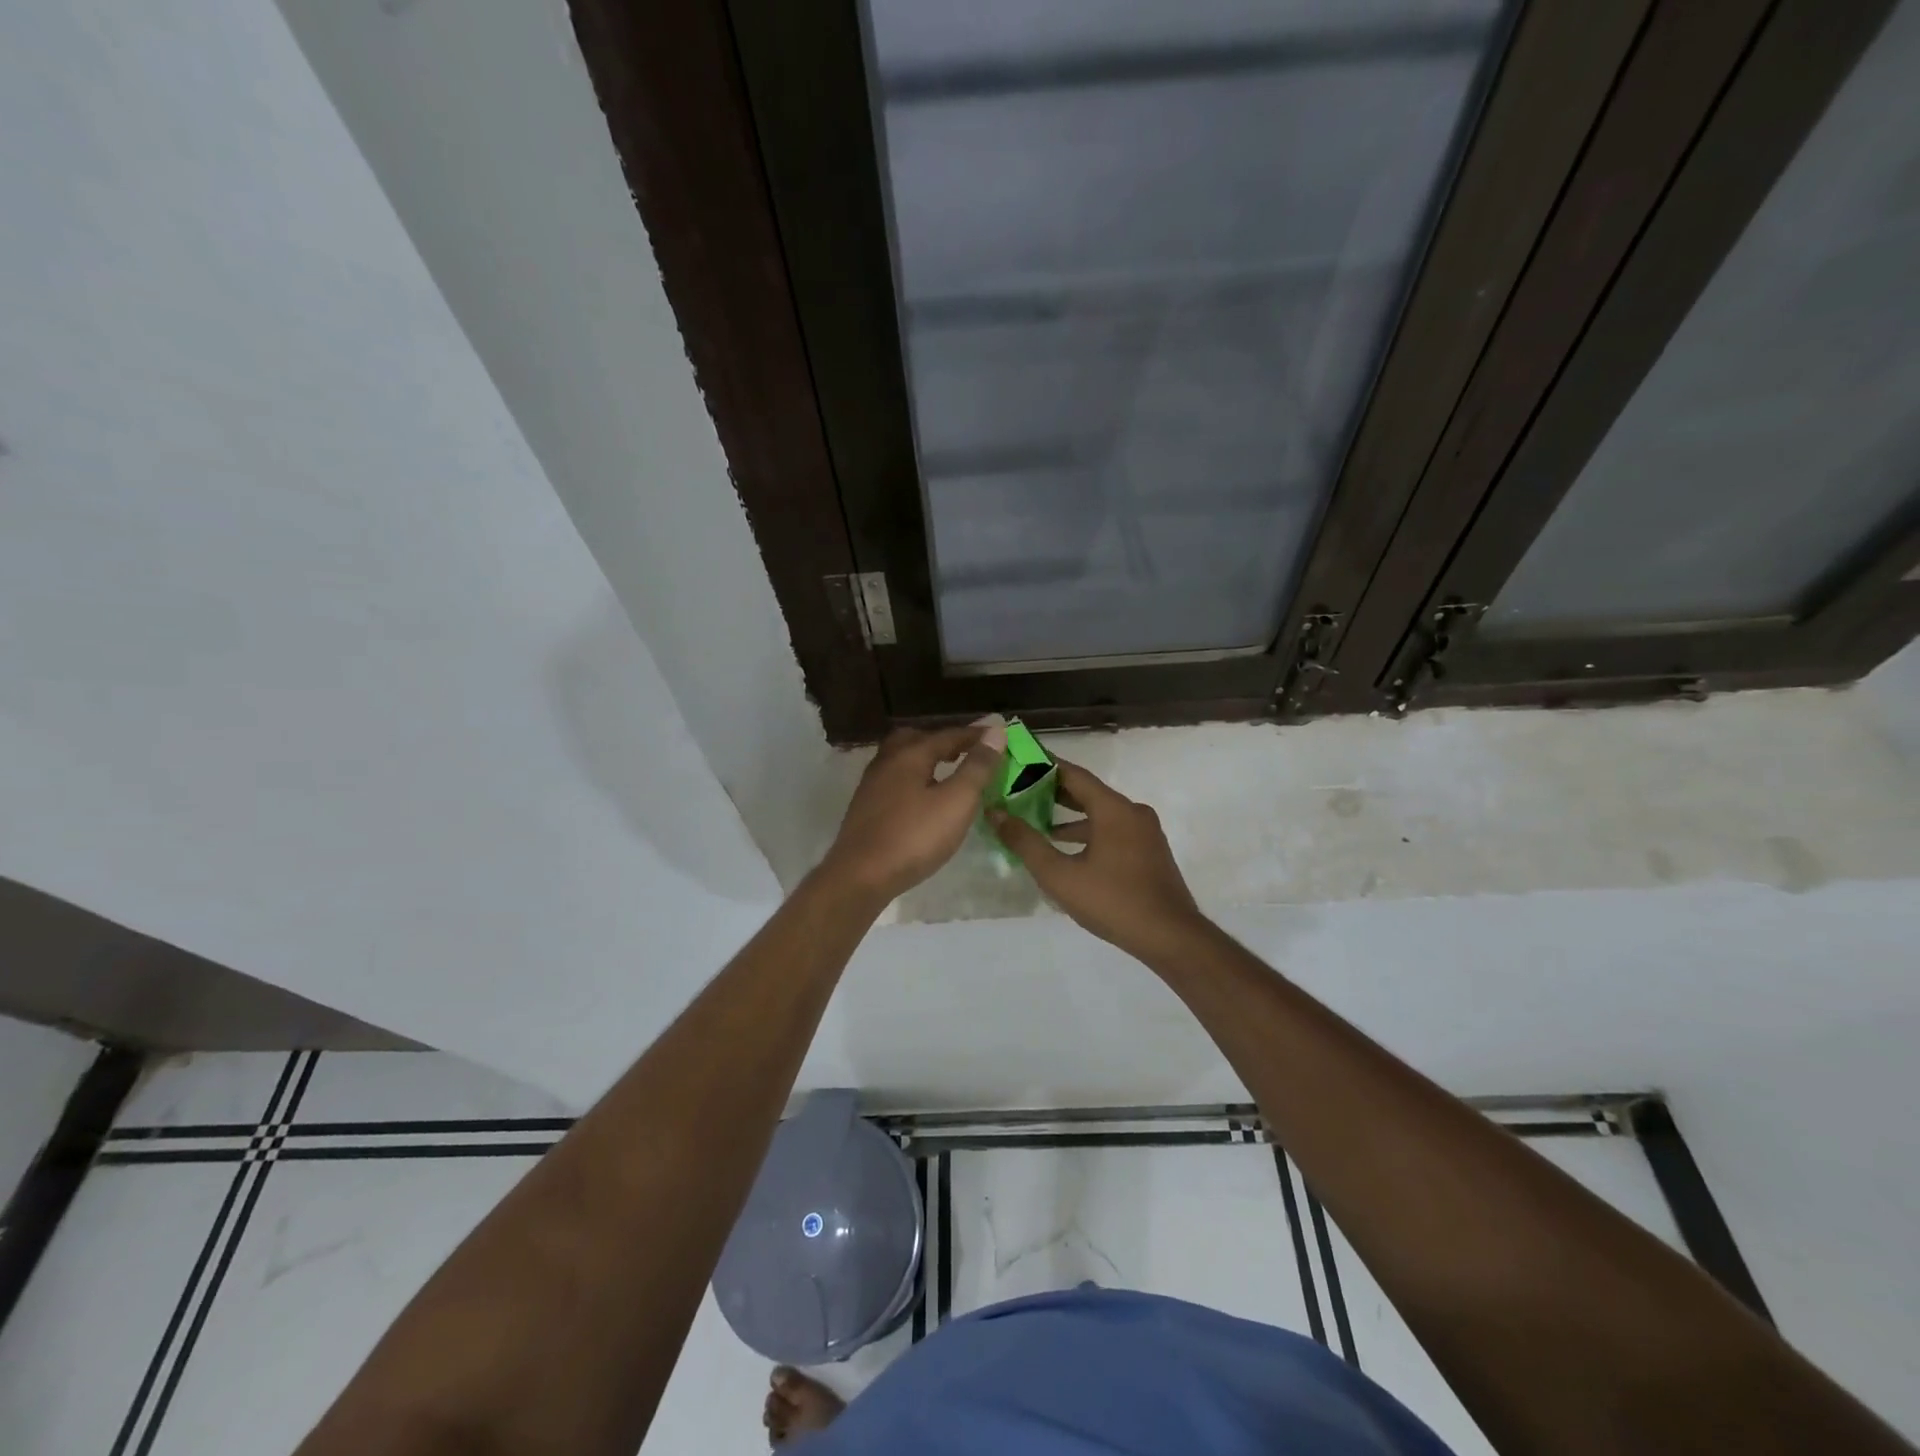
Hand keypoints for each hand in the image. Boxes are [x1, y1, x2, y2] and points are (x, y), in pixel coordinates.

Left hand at [818, 721, 1005, 903]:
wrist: (860, 876)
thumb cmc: (914, 837)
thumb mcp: (956, 801)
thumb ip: (977, 767)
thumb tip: (995, 731)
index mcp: (910, 754)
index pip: (948, 735)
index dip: (975, 735)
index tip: (998, 735)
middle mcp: (887, 761)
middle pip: (917, 739)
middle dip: (943, 741)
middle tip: (965, 751)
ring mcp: (872, 785)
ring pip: (901, 759)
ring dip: (926, 759)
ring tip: (947, 773)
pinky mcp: (865, 808)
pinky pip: (894, 780)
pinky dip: (914, 779)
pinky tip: (923, 799)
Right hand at [989, 759, 1207, 958]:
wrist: (1171, 938)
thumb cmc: (1113, 902)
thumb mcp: (1060, 876)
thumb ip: (1026, 843)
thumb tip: (996, 814)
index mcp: (1114, 809)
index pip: (1073, 774)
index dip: (1044, 765)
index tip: (1019, 758)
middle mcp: (1132, 812)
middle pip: (1088, 792)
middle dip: (1053, 791)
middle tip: (1018, 789)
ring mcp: (1145, 832)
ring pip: (1101, 813)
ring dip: (1070, 816)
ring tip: (1036, 820)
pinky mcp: (1149, 851)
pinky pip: (1113, 830)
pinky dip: (1088, 832)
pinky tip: (1068, 849)